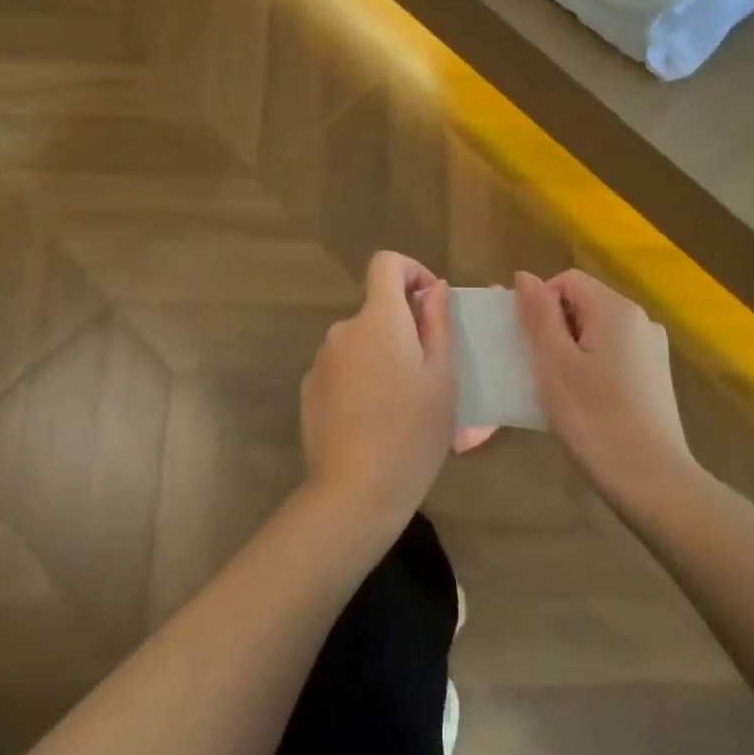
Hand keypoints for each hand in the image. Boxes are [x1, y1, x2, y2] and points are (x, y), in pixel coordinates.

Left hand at [301, 252, 456, 533]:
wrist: (354, 491)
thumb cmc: (412, 431)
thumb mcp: (443, 376)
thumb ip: (439, 322)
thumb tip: (435, 288)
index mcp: (378, 319)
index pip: (386, 263)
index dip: (412, 271)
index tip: (431, 306)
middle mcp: (343, 330)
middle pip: (376, 309)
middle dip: (403, 327)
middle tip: (428, 373)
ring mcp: (321, 361)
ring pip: (360, 341)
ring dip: (382, 356)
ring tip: (402, 404)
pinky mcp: (310, 389)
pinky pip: (342, 368)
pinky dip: (360, 378)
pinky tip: (373, 420)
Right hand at [515, 269, 696, 508]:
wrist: (652, 482)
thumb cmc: (594, 419)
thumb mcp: (554, 364)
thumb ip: (538, 315)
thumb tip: (524, 276)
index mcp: (617, 309)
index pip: (566, 281)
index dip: (539, 304)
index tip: (527, 344)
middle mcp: (641, 320)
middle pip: (584, 304)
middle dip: (554, 328)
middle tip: (536, 369)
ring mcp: (652, 350)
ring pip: (597, 332)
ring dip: (570, 350)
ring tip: (557, 390)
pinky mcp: (656, 377)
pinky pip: (613, 355)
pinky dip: (591, 367)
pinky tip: (584, 403)